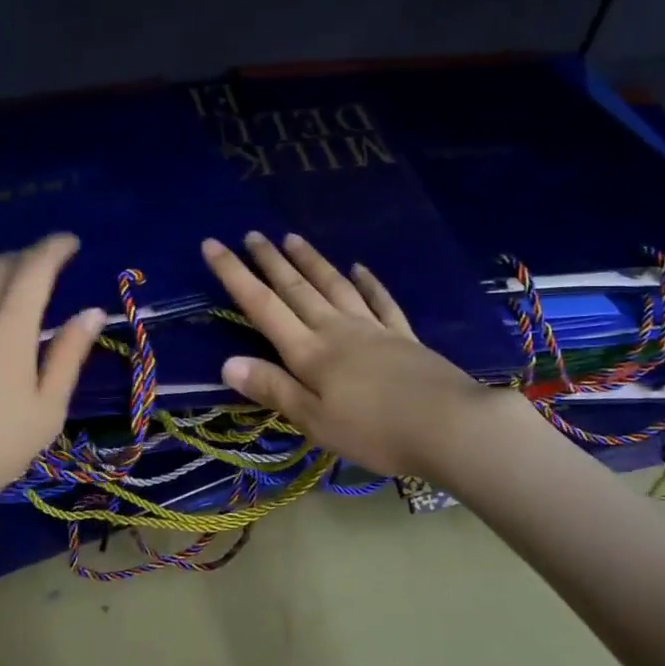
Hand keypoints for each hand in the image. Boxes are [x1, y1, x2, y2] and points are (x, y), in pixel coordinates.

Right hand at [202, 231, 512, 477]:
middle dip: (270, 261)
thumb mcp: (314, 420)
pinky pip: (380, 301)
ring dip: (311, 261)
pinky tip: (359, 267)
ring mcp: (373, 329)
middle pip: (297, 288)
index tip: (213, 245)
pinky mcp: (403, 336)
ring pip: (334, 286)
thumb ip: (273, 389)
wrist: (451, 426)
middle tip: (252, 234)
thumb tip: (227, 363)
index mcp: (310, 352)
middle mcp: (337, 330)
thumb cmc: (374, 431)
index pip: (263, 306)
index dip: (235, 275)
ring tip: (293, 238)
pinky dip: (368, 282)